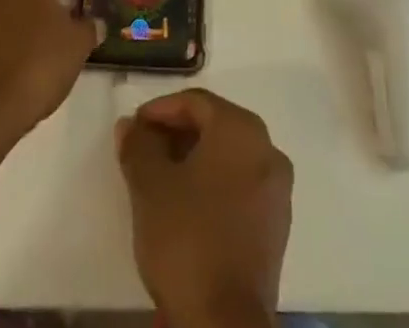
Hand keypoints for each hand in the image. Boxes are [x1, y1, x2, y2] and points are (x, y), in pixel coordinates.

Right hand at [115, 90, 293, 327]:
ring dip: (195, 159)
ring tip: (161, 179)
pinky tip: (188, 206)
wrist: (223, 325)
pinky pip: (241, 186)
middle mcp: (267, 148)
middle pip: (215, 126)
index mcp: (241, 128)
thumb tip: (131, 126)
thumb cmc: (187, 239)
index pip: (196, 102)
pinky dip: (214, 185)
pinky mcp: (276, 227)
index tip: (134, 128)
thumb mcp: (149, 186)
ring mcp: (277, 190)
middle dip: (177, 133)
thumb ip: (138, 146)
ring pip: (229, 157)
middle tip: (144, 151)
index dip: (160, 110)